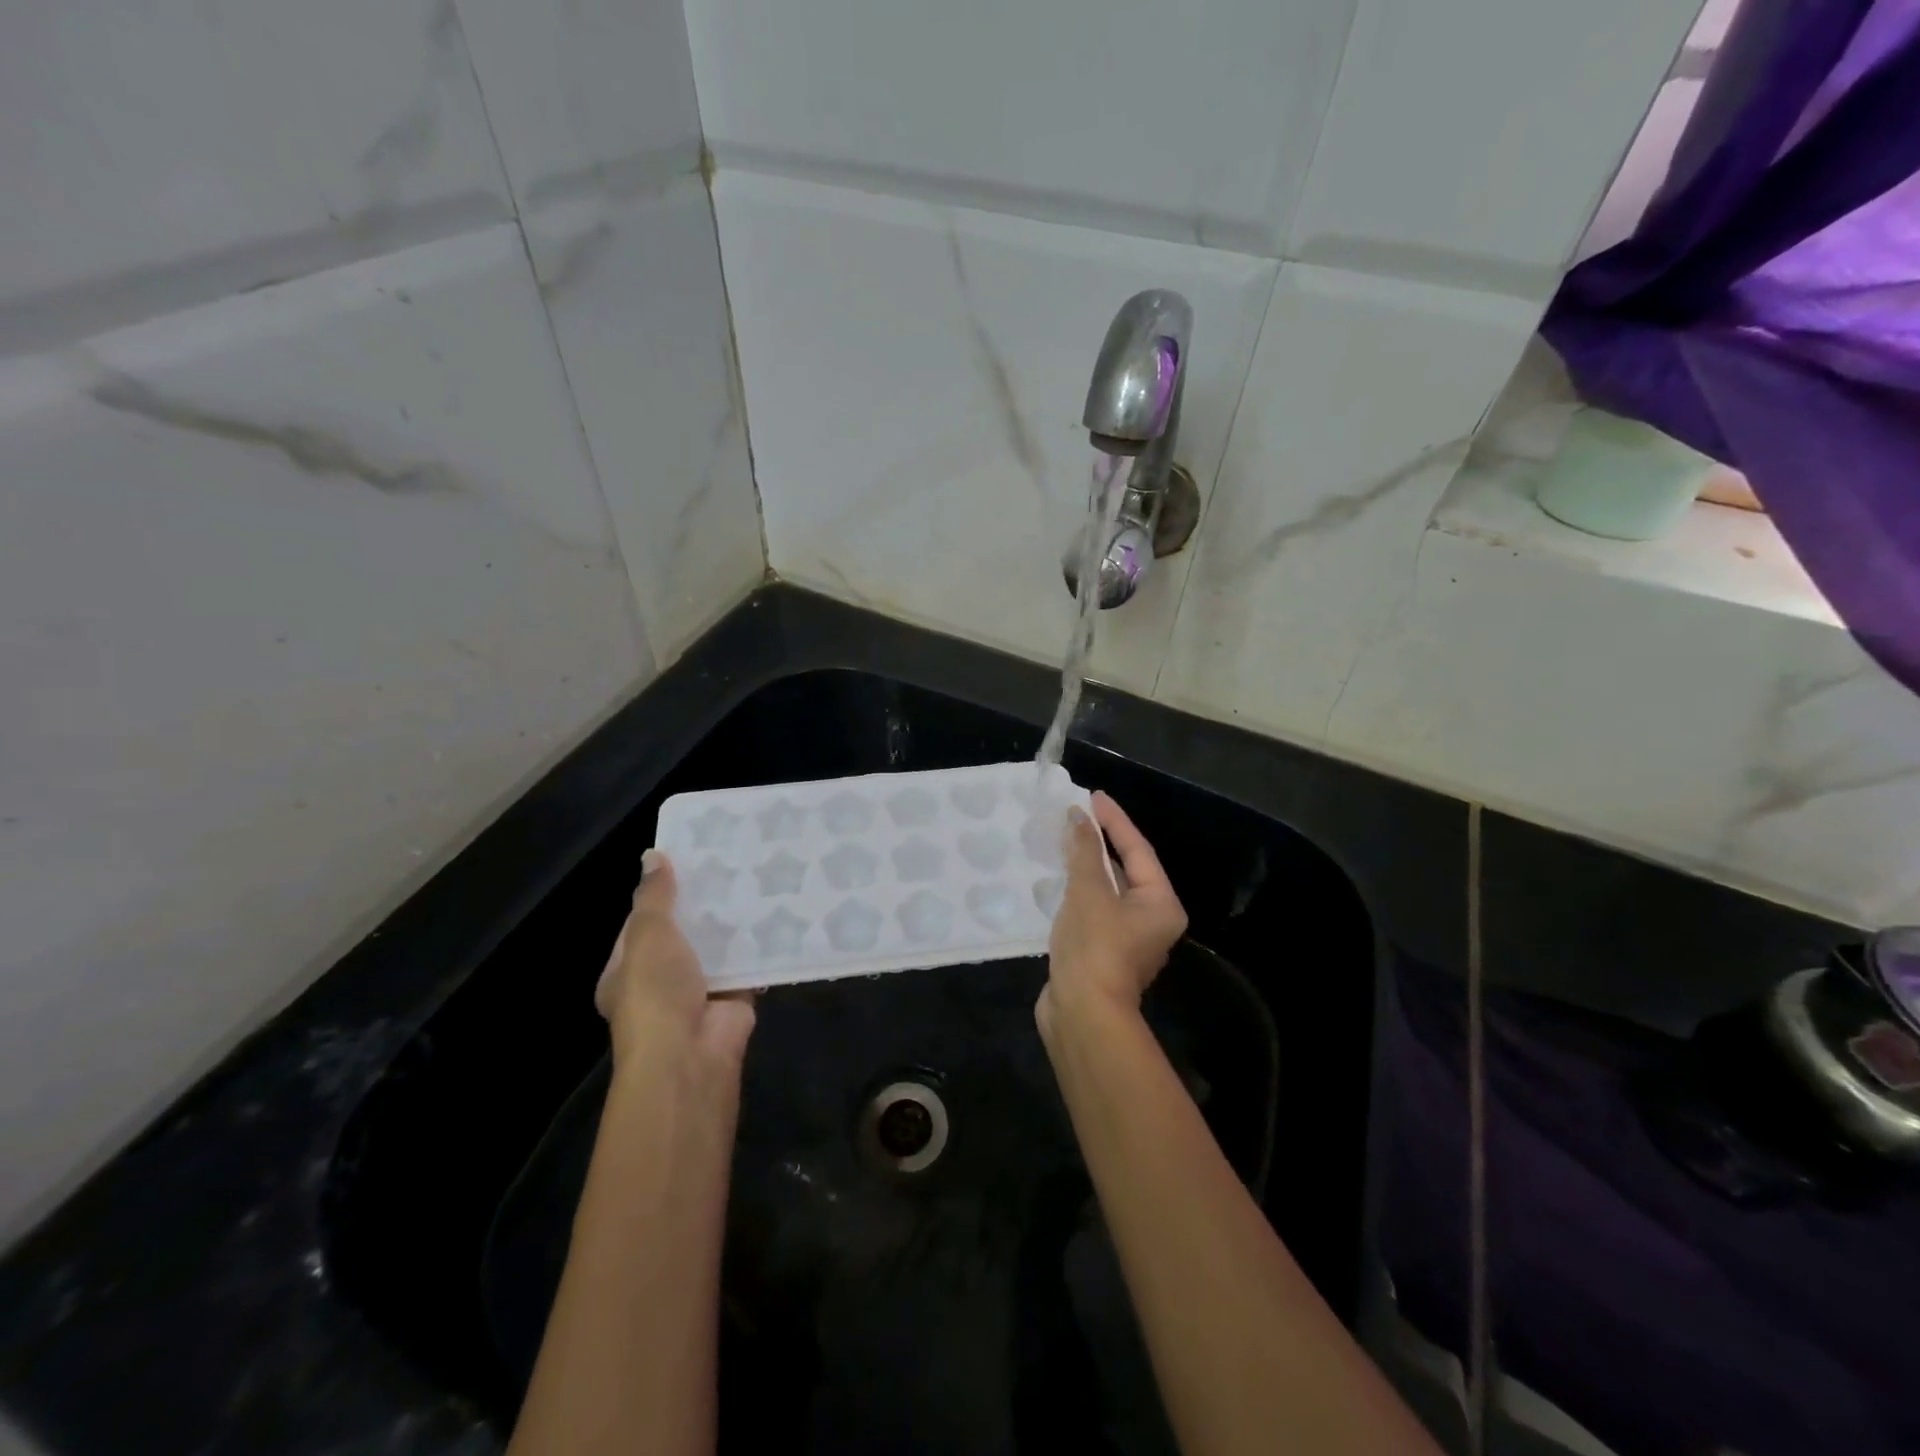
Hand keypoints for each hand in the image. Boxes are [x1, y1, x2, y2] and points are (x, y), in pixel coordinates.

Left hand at [595, 849, 756, 1073]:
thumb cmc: (655, 992)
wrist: (691, 1052)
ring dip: (733, 921)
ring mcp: (699, 990)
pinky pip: (748, 961)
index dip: (661, 893)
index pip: (642, 924)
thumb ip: (654, 896)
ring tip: (757, 875)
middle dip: (704, 904)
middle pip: (684, 933)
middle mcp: (661, 981)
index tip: (688, 861)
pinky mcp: (735, 995)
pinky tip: (777, 908)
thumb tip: (653, 856)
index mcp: (625, 971)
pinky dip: (760, 942)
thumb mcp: (647, 936)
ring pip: (717, 945)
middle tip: (730, 861)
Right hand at [1038, 791, 1186, 1037]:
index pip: (1138, 850)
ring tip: (1062, 839)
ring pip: (1106, 890)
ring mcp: (1126, 939)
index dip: (1114, 821)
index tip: (1092, 796)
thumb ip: (1084, 851)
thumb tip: (1078, 817)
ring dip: (1085, 866)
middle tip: (1075, 815)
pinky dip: (1075, 890)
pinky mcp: (1101, 952)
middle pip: (1125, 869)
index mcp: (1160, 904)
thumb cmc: (1095, 947)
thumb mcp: (1089, 891)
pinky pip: (1091, 909)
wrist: (1081, 1015)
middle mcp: (1151, 920)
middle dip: (1099, 842)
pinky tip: (1054, 877)